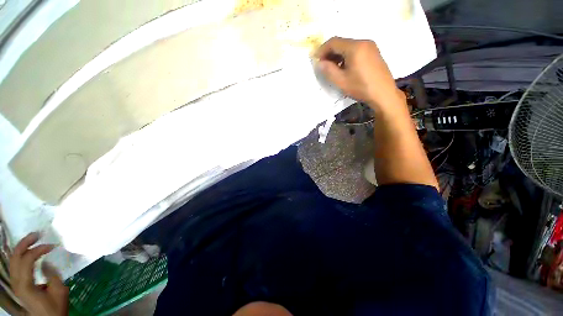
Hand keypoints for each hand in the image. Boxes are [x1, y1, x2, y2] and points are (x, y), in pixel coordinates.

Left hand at [10, 233, 67, 315]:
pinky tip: (28, 251)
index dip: (38, 250)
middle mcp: (16, 282)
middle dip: (25, 243)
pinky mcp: (17, 283)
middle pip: (15, 257)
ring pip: (13, 259)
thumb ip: (52, 276)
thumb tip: (46, 261)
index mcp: (25, 285)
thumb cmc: (55, 307)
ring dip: (22, 247)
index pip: (27, 260)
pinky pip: (15, 265)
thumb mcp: (59, 292)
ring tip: (33, 239)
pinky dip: (21, 254)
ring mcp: (15, 283)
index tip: (52, 246)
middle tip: (37, 234)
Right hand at [315, 37, 402, 109]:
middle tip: (323, 66)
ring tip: (332, 69)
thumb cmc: (361, 88)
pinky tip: (344, 68)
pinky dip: (346, 56)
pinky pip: (356, 50)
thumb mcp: (341, 81)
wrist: (383, 94)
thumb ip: (328, 70)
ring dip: (338, 55)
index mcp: (355, 47)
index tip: (316, 60)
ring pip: (349, 46)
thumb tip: (319, 63)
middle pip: (342, 43)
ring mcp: (370, 46)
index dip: (322, 50)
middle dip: (330, 53)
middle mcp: (363, 42)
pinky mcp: (373, 52)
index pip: (334, 42)